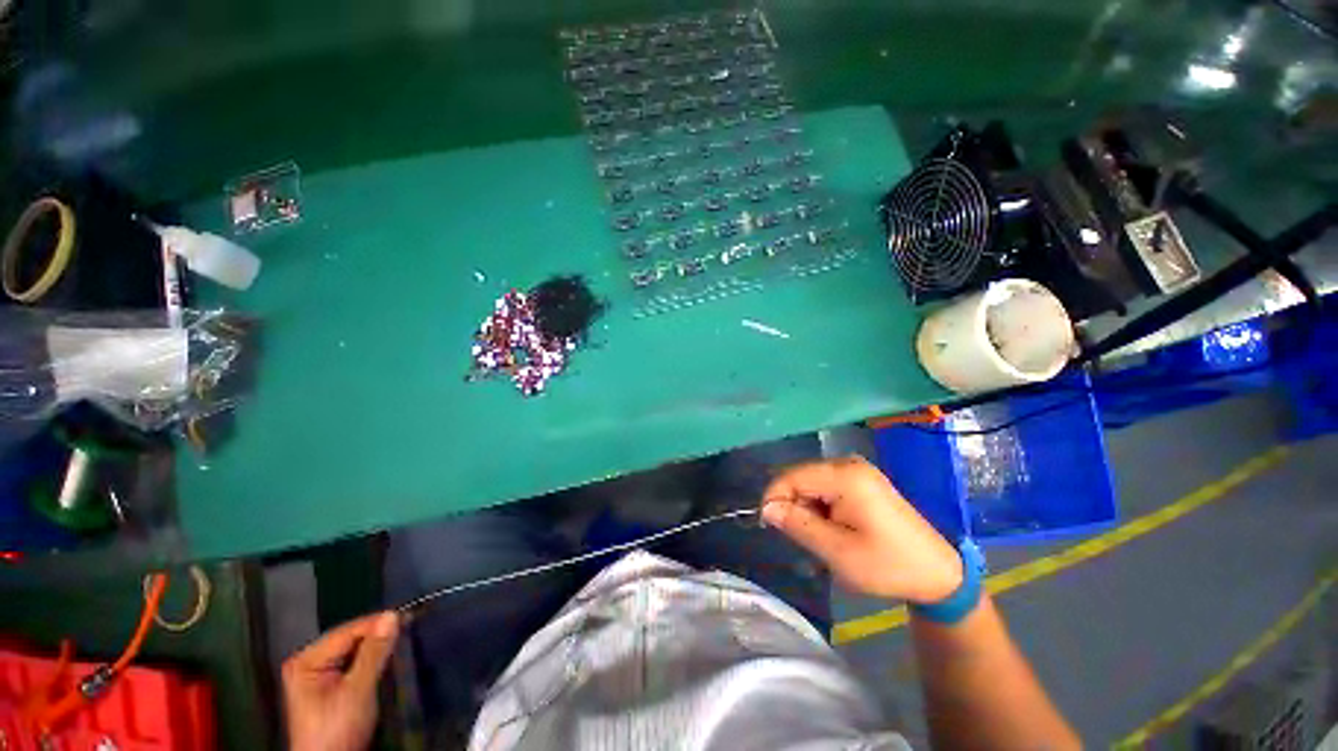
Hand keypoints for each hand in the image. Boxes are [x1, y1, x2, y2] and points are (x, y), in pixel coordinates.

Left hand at [282, 611, 399, 750]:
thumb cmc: (336, 731)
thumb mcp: (357, 691)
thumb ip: (373, 653)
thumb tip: (391, 617)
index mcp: (306, 660)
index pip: (348, 631)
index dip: (377, 624)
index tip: (407, 617)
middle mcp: (308, 662)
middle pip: (350, 639)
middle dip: (378, 635)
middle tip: (408, 627)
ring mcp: (317, 674)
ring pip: (354, 650)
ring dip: (377, 647)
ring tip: (402, 638)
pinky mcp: (329, 686)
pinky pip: (354, 662)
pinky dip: (372, 658)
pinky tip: (387, 657)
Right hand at [761, 456, 962, 603]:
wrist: (937, 573)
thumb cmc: (888, 565)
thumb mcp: (838, 551)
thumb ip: (798, 525)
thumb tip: (767, 508)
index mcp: (844, 476)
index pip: (791, 477)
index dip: (774, 499)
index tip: (769, 526)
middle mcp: (848, 463)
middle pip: (799, 476)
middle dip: (792, 504)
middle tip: (802, 538)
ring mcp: (856, 469)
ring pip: (810, 481)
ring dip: (806, 507)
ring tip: (820, 536)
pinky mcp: (861, 478)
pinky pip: (825, 484)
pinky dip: (820, 505)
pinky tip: (832, 526)